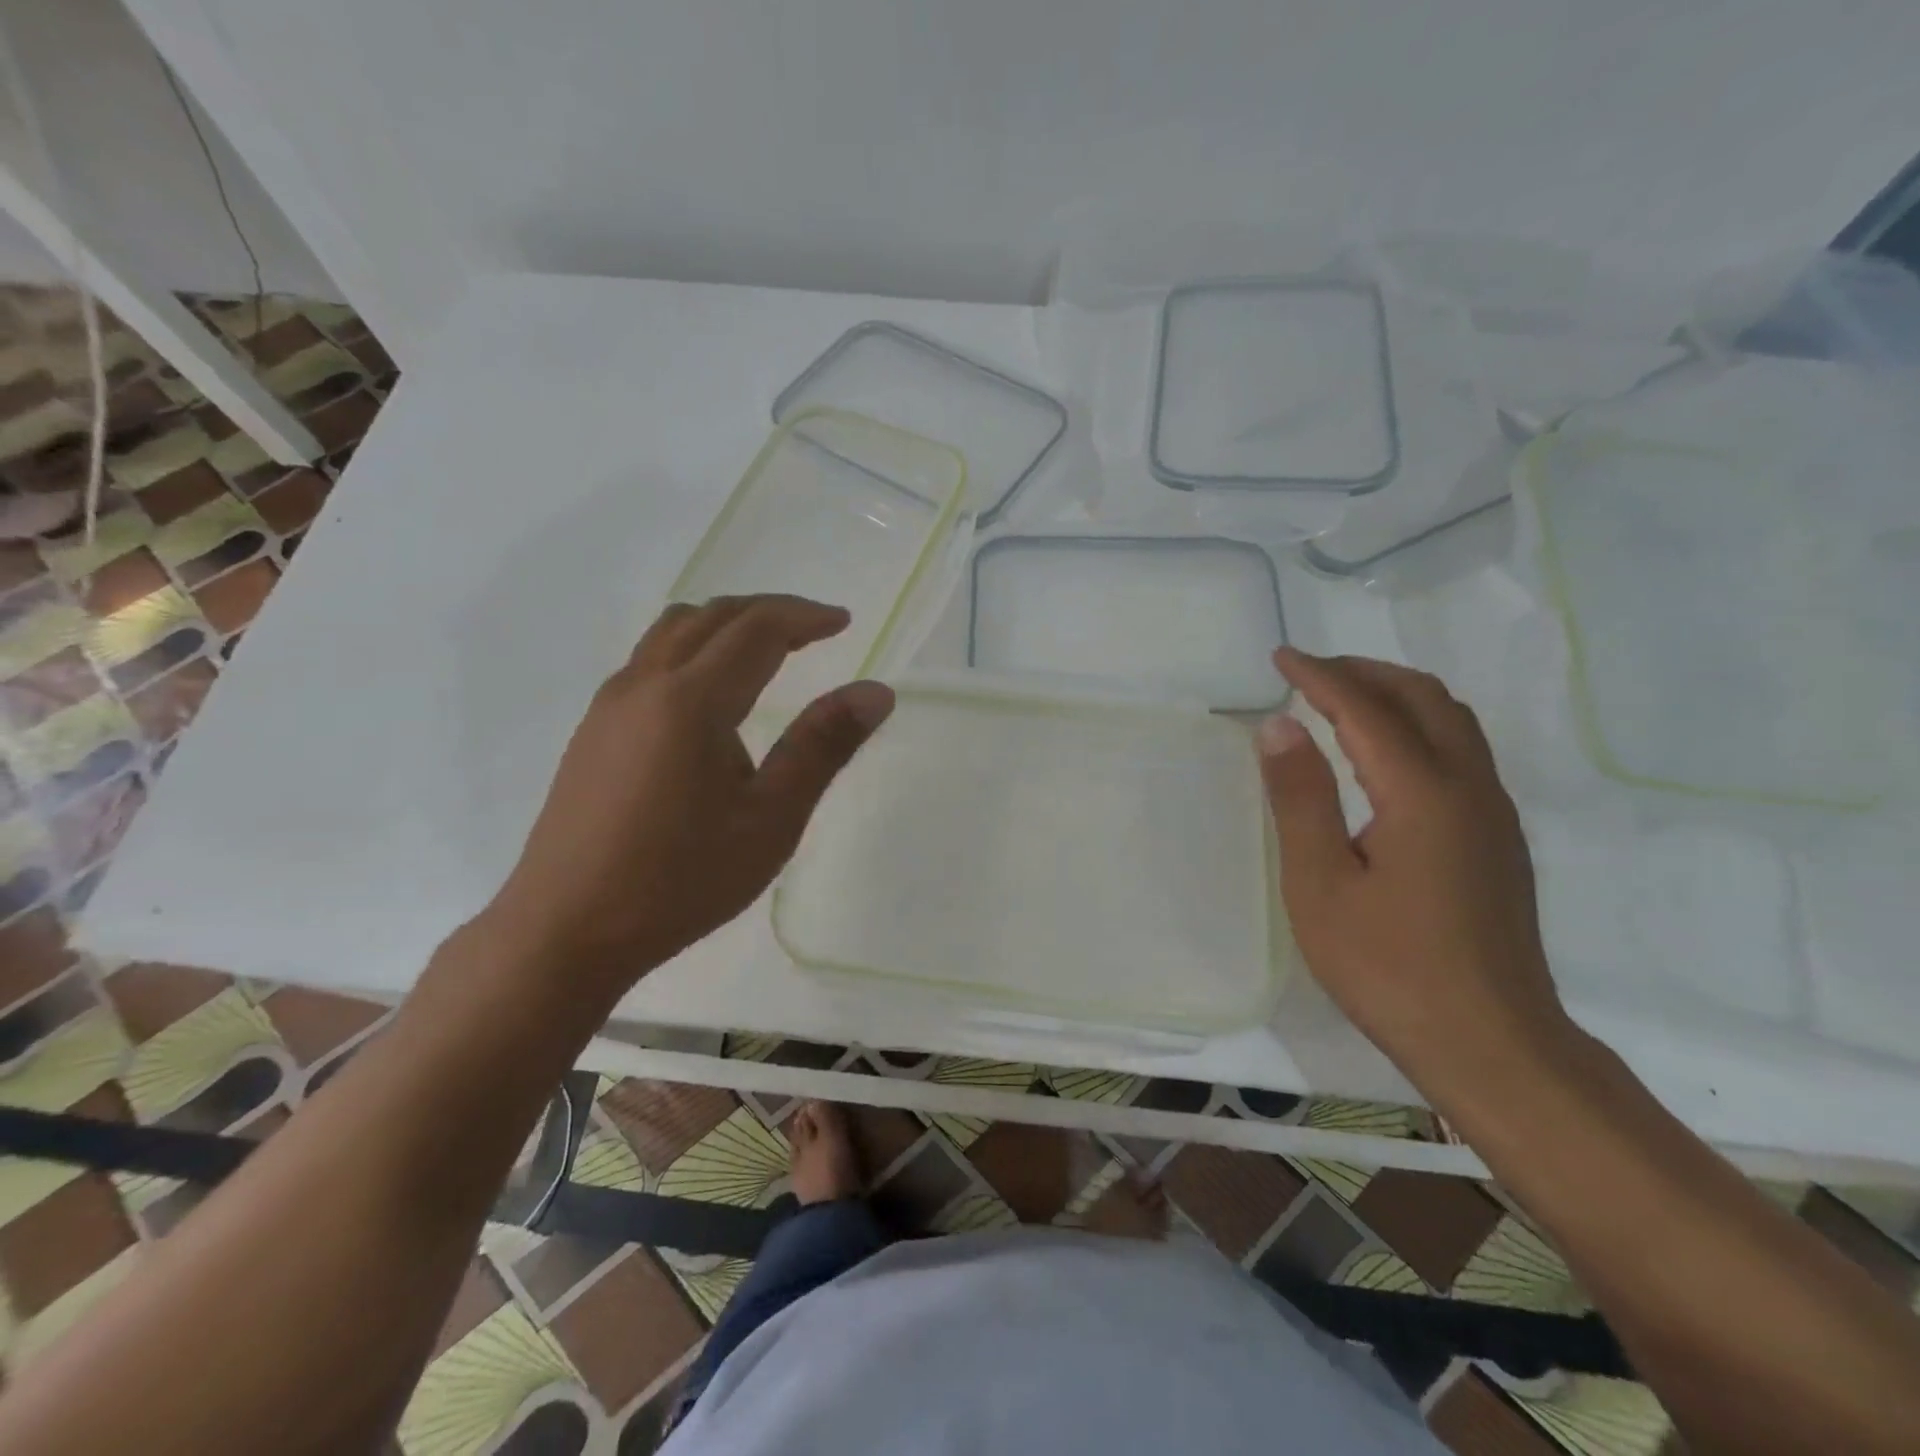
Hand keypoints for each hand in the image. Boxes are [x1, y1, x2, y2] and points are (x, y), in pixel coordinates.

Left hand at [483, 595, 893, 991]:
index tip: (843, 622)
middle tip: (815, 630)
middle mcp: (644, 684)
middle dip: (769, 612)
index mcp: (691, 701)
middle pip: (712, 617)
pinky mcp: (593, 730)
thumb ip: (823, 747)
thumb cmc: (681, 880)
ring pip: (673, 632)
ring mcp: (610, 705)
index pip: (757, 629)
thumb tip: (876, 691)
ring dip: (726, 625)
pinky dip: (693, 649)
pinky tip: (711, 695)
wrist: (565, 930)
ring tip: (767, 650)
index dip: (805, 616)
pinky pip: (650, 660)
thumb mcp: (771, 819)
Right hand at [1258, 649, 1575, 1095]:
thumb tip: (1280, 726)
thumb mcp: (1321, 885)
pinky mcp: (1498, 838)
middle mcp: (1470, 787)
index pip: (1365, 709)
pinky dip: (1417, 724)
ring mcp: (1493, 812)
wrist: (1491, 1043)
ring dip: (1395, 693)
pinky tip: (1385, 752)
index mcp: (1423, 794)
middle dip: (1363, 672)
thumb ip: (1301, 798)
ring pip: (1451, 720)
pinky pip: (1461, 749)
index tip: (1280, 658)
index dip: (1319, 677)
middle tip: (1308, 672)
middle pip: (1422, 698)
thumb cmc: (1388, 968)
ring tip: (1342, 698)